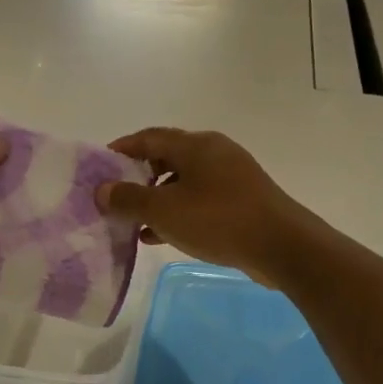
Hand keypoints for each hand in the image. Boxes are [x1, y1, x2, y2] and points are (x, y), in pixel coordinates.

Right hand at [95, 128, 319, 287]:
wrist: (282, 246)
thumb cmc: (218, 220)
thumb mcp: (164, 210)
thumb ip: (128, 199)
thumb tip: (102, 189)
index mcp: (195, 145)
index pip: (149, 137)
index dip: (122, 149)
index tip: (100, 166)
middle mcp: (214, 152)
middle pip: (167, 158)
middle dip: (138, 177)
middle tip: (116, 196)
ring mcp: (232, 176)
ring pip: (183, 182)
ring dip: (157, 199)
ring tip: (134, 222)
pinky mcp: (242, 200)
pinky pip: (200, 200)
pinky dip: (178, 212)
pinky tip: (160, 236)